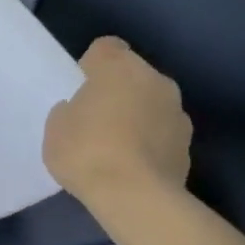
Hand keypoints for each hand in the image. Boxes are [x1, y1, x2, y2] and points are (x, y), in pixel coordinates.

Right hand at [42, 36, 191, 212]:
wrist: (135, 197)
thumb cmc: (87, 151)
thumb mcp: (55, 127)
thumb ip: (69, 110)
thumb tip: (82, 111)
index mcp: (119, 67)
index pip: (106, 47)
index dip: (92, 65)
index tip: (81, 88)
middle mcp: (155, 80)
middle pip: (133, 75)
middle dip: (118, 91)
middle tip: (96, 119)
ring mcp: (178, 112)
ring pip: (151, 104)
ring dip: (138, 116)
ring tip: (116, 147)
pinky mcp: (189, 145)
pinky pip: (162, 134)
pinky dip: (150, 143)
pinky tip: (132, 166)